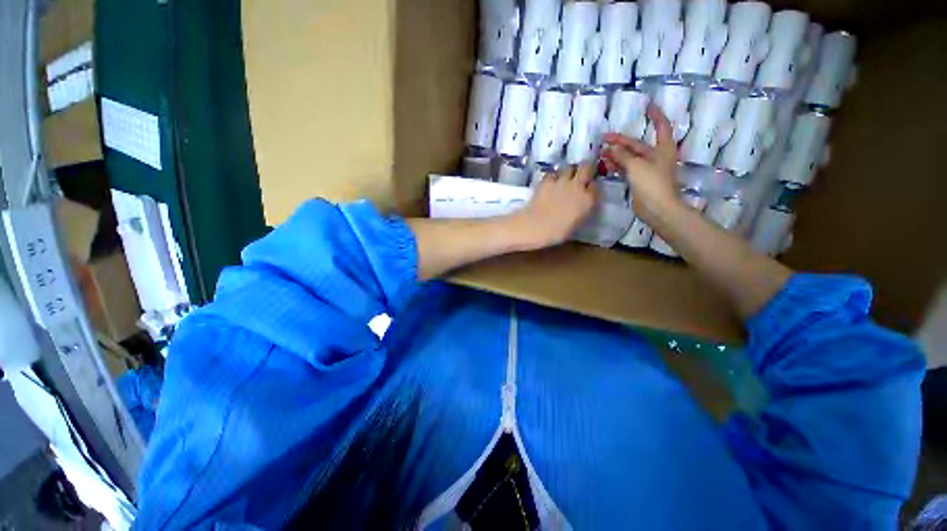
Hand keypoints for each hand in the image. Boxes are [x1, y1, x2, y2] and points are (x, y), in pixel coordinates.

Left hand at [509, 164, 597, 250]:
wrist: (535, 226)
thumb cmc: (556, 232)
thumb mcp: (575, 224)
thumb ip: (580, 211)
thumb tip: (579, 206)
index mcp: (587, 200)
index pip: (595, 187)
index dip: (592, 187)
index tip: (588, 189)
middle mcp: (577, 187)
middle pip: (586, 168)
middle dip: (585, 169)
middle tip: (581, 174)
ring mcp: (561, 181)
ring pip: (569, 167)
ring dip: (569, 171)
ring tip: (565, 177)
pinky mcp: (546, 181)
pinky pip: (553, 173)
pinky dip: (553, 176)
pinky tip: (550, 183)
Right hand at [602, 104, 681, 225]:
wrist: (657, 208)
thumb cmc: (652, 184)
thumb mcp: (636, 166)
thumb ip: (623, 155)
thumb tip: (612, 148)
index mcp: (662, 148)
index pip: (661, 126)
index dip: (655, 115)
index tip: (647, 105)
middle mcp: (656, 156)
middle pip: (637, 145)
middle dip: (621, 141)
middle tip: (604, 139)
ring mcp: (647, 169)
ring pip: (630, 157)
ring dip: (616, 154)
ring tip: (601, 153)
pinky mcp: (639, 180)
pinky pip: (626, 169)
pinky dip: (617, 166)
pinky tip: (606, 164)